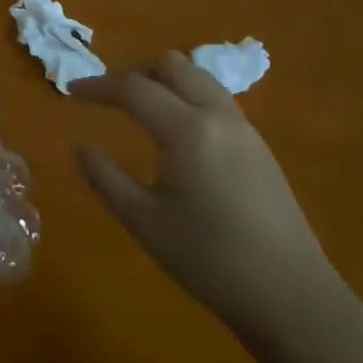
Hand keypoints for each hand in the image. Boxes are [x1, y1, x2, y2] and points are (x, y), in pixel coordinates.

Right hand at [71, 51, 346, 341]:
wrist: (292, 297)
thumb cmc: (209, 260)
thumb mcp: (144, 221)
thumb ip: (105, 177)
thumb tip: (81, 145)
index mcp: (187, 130)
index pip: (133, 88)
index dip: (97, 86)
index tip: (70, 93)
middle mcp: (218, 115)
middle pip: (171, 64)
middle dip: (133, 70)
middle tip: (107, 95)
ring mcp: (244, 128)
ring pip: (198, 77)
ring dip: (163, 80)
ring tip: (138, 107)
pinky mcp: (259, 145)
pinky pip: (215, 98)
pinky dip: (186, 96)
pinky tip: (175, 132)